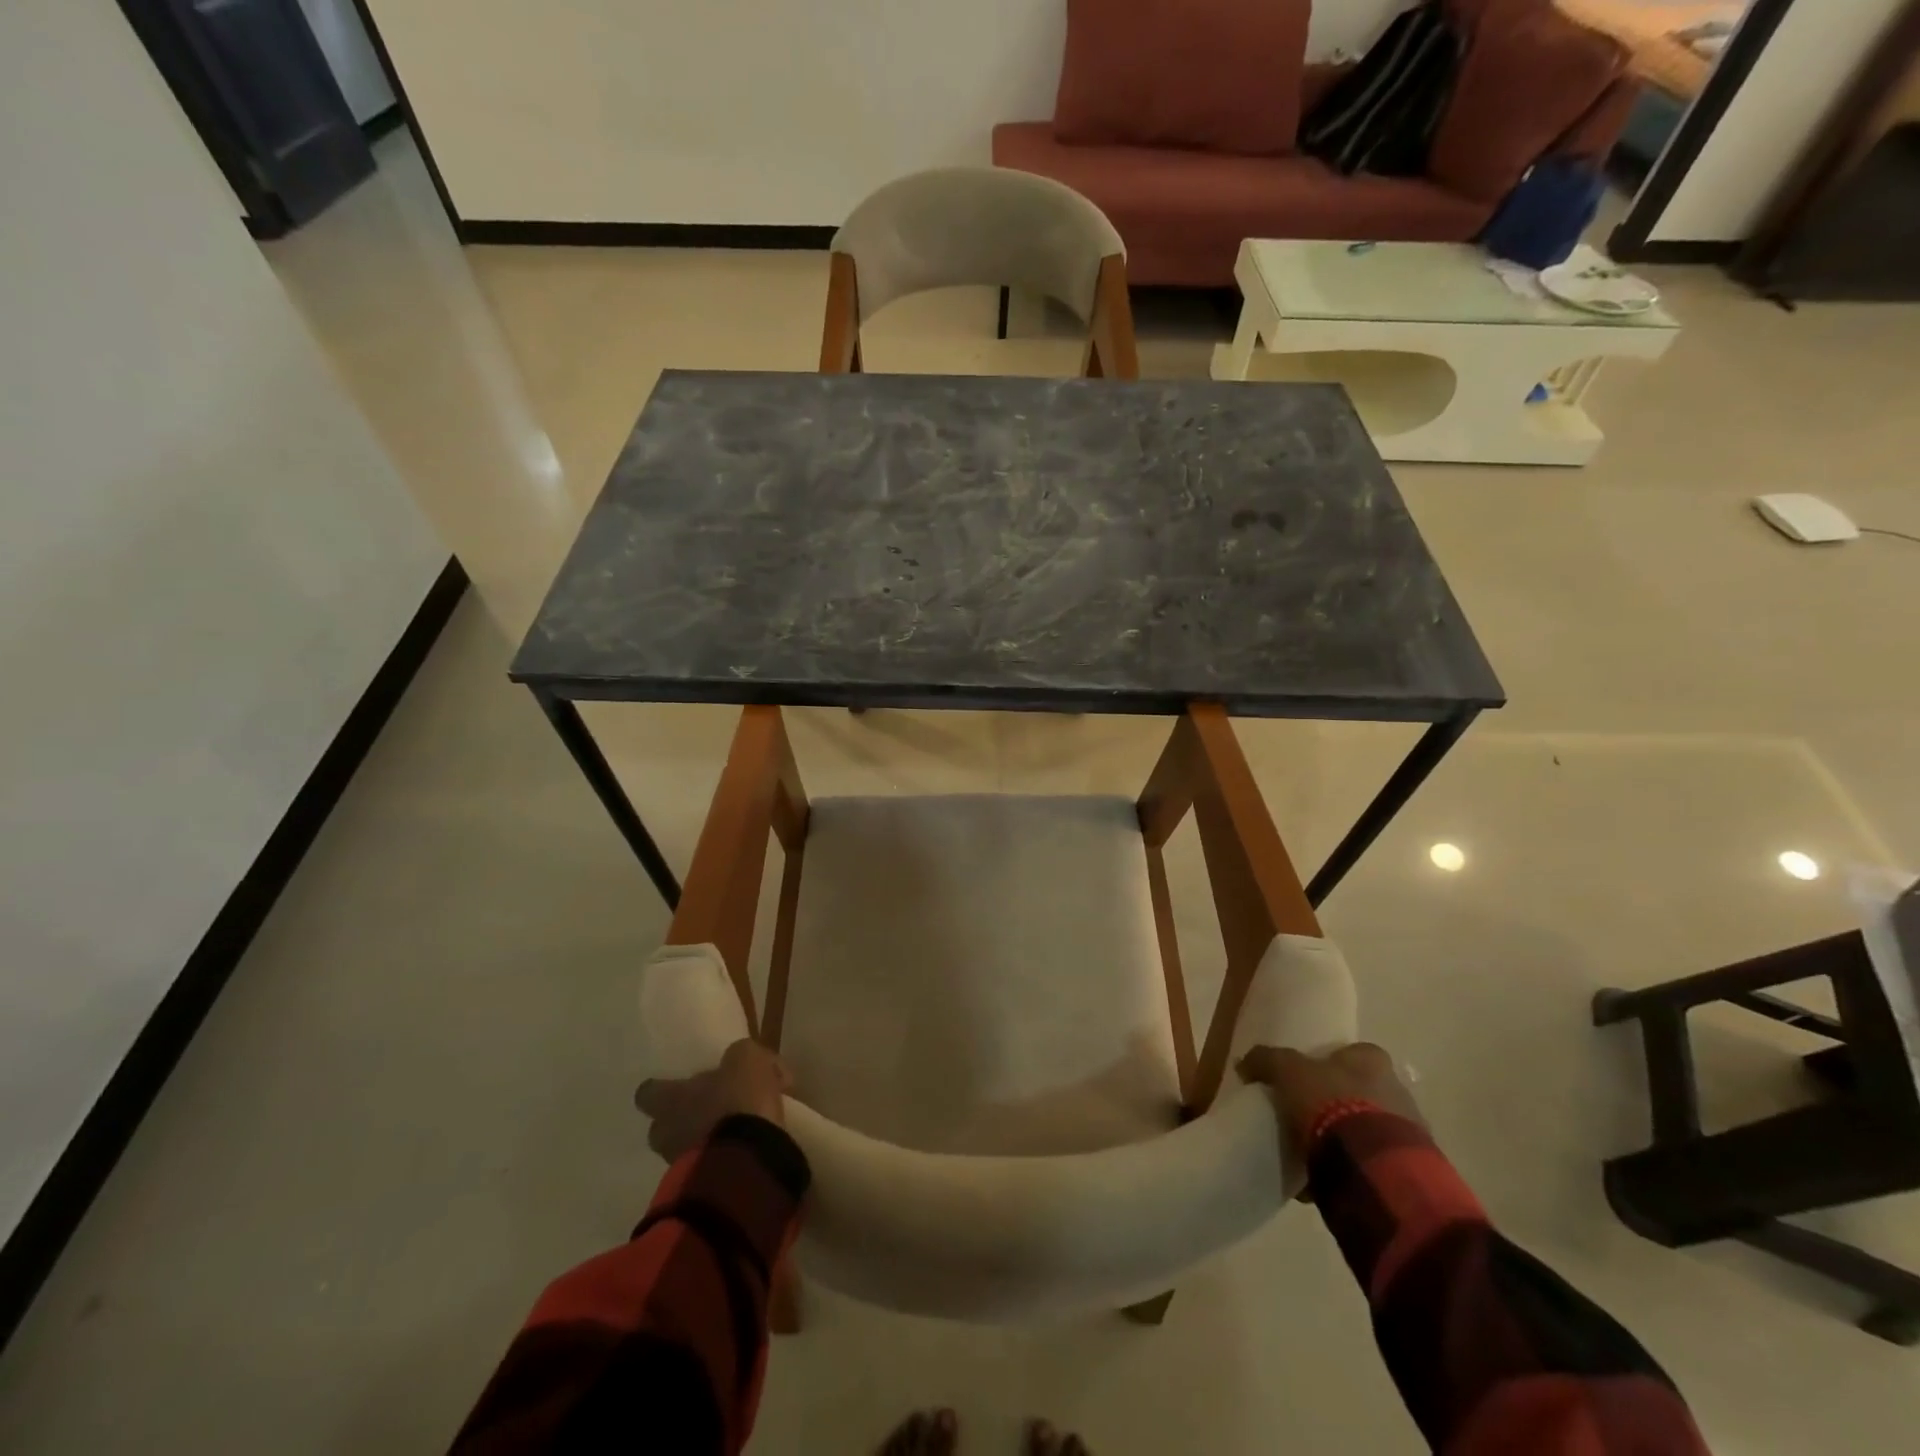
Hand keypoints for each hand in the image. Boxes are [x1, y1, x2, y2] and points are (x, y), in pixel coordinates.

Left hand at [633, 1039, 790, 1163]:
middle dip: (686, 1118)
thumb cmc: (736, 1103)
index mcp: (670, 1100)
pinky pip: (708, 1167)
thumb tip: (743, 1065)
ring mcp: (680, 1166)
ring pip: (687, 1147)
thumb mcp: (746, 1060)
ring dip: (707, 1139)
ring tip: (739, 1131)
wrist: (747, 1164)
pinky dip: (724, 1159)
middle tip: (715, 1107)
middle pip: (664, 1125)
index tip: (680, 1084)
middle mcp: (667, 1133)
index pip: (648, 1093)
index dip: (663, 1088)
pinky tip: (749, 1149)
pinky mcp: (702, 1189)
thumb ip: (740, 1056)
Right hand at [1236, 1042, 1421, 1179]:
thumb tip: (1244, 1063)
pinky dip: (1353, 1166)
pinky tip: (1325, 1176)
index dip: (1330, 1062)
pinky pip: (1373, 1160)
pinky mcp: (1409, 1168)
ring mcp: (1407, 1131)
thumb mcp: (1287, 1072)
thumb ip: (1266, 1061)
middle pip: (1363, 1089)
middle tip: (1306, 1114)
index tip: (1306, 1076)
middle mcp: (1398, 1090)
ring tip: (1313, 1150)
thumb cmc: (1332, 1104)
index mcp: (1373, 1061)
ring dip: (1347, 1135)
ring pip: (1370, 1126)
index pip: (1354, 1052)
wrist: (1373, 1167)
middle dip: (1339, 1100)